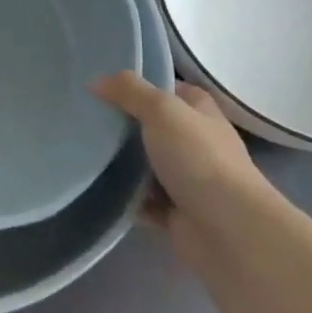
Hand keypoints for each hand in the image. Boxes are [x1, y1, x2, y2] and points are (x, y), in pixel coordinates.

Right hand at [91, 72, 266, 250]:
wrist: (229, 231)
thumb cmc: (198, 158)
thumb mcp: (161, 110)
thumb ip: (129, 90)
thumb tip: (95, 81)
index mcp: (199, 112)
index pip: (168, 89)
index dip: (140, 84)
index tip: (103, 85)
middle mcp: (196, 142)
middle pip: (152, 126)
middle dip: (122, 124)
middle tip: (84, 117)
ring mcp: (187, 180)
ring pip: (145, 164)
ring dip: (120, 163)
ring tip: (82, 151)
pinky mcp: (176, 213)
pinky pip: (142, 200)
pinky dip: (124, 197)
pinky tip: (97, 187)